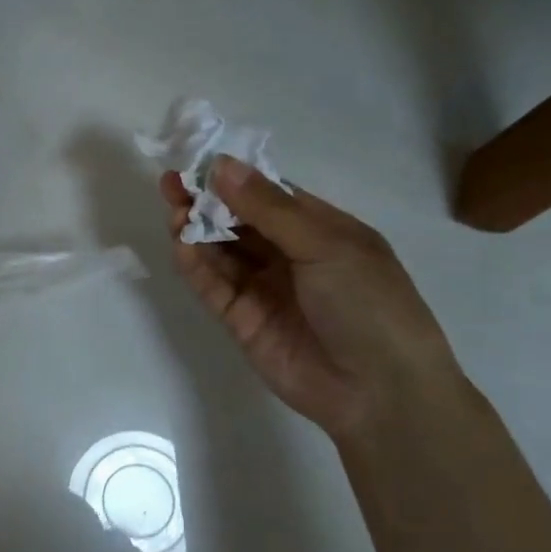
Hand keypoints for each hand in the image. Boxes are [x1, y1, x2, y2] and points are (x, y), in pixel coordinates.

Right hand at [162, 157, 462, 441]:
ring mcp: (263, 289)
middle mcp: (289, 255)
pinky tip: (180, 244)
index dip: (235, 177)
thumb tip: (221, 164)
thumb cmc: (367, 304)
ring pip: (220, 251)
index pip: (269, 195)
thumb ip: (268, 208)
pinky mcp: (241, 320)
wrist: (378, 391)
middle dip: (206, 201)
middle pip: (238, 222)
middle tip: (172, 183)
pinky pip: (213, 286)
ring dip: (196, 229)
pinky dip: (195, 265)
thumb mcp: (325, 245)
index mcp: (321, 230)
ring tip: (173, 208)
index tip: (199, 160)